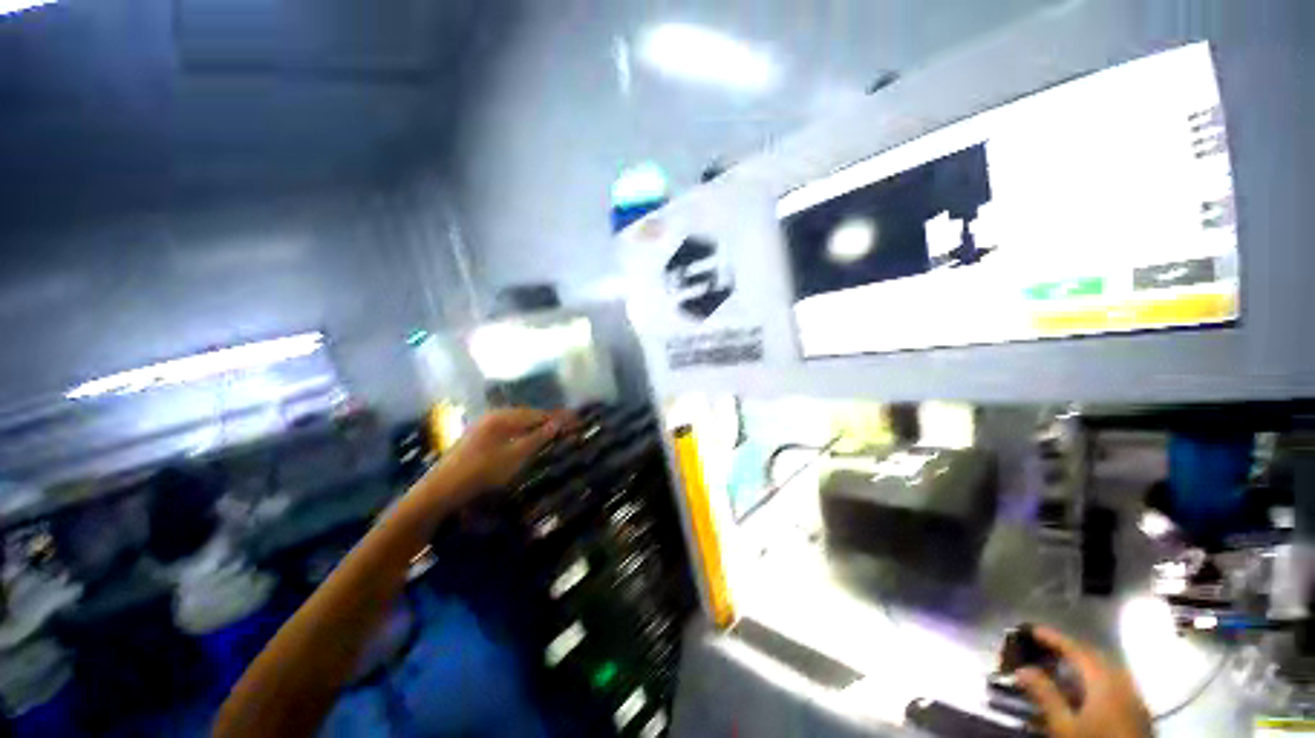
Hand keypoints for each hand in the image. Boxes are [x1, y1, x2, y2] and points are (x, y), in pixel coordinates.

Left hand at [422, 407, 569, 505]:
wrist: (439, 492)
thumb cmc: (481, 472)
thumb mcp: (515, 456)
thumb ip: (539, 437)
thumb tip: (560, 422)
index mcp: (503, 417)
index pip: (538, 414)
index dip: (559, 418)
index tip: (577, 421)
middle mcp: (493, 416)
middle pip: (528, 415)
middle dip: (549, 421)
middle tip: (568, 427)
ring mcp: (483, 427)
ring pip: (518, 423)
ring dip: (536, 427)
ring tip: (553, 434)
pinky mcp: (478, 439)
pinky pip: (508, 430)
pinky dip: (523, 434)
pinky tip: (527, 442)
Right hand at [1016, 627, 1150, 737]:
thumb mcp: (1065, 725)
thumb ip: (1045, 696)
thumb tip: (1022, 670)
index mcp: (1104, 679)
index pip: (1076, 649)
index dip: (1054, 638)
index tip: (1032, 630)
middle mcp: (1122, 681)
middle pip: (1094, 656)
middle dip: (1070, 649)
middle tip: (1046, 647)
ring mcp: (1134, 695)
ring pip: (1107, 669)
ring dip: (1084, 664)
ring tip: (1064, 667)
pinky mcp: (1139, 709)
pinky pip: (1116, 683)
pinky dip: (1097, 679)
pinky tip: (1087, 691)